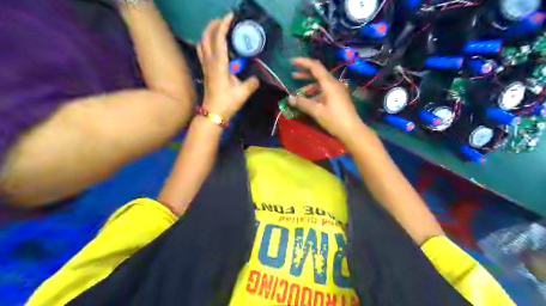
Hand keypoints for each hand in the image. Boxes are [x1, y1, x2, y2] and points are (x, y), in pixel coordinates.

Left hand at [199, 13, 259, 120]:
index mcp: (219, 65)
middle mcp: (210, 62)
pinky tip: (213, 43)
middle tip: (225, 20)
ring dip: (208, 32)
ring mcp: (206, 66)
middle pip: (207, 36)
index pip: (219, 39)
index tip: (231, 16)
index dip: (224, 25)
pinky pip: (202, 51)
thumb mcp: (243, 93)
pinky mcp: (205, 71)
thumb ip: (251, 83)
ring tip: (218, 28)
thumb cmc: (227, 103)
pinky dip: (206, 42)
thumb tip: (256, 78)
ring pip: (202, 43)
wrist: (212, 114)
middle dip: (214, 25)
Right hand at [289, 56, 366, 141]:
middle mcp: (333, 84)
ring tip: (298, 93)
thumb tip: (289, 98)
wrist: (352, 130)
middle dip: (304, 74)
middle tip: (292, 75)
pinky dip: (314, 94)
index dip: (302, 62)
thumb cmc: (334, 119)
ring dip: (308, 86)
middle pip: (317, 73)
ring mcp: (337, 91)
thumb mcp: (317, 111)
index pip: (314, 66)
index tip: (291, 62)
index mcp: (329, 83)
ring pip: (320, 84)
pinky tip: (308, 101)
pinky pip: (324, 91)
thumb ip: (302, 103)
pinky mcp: (338, 98)